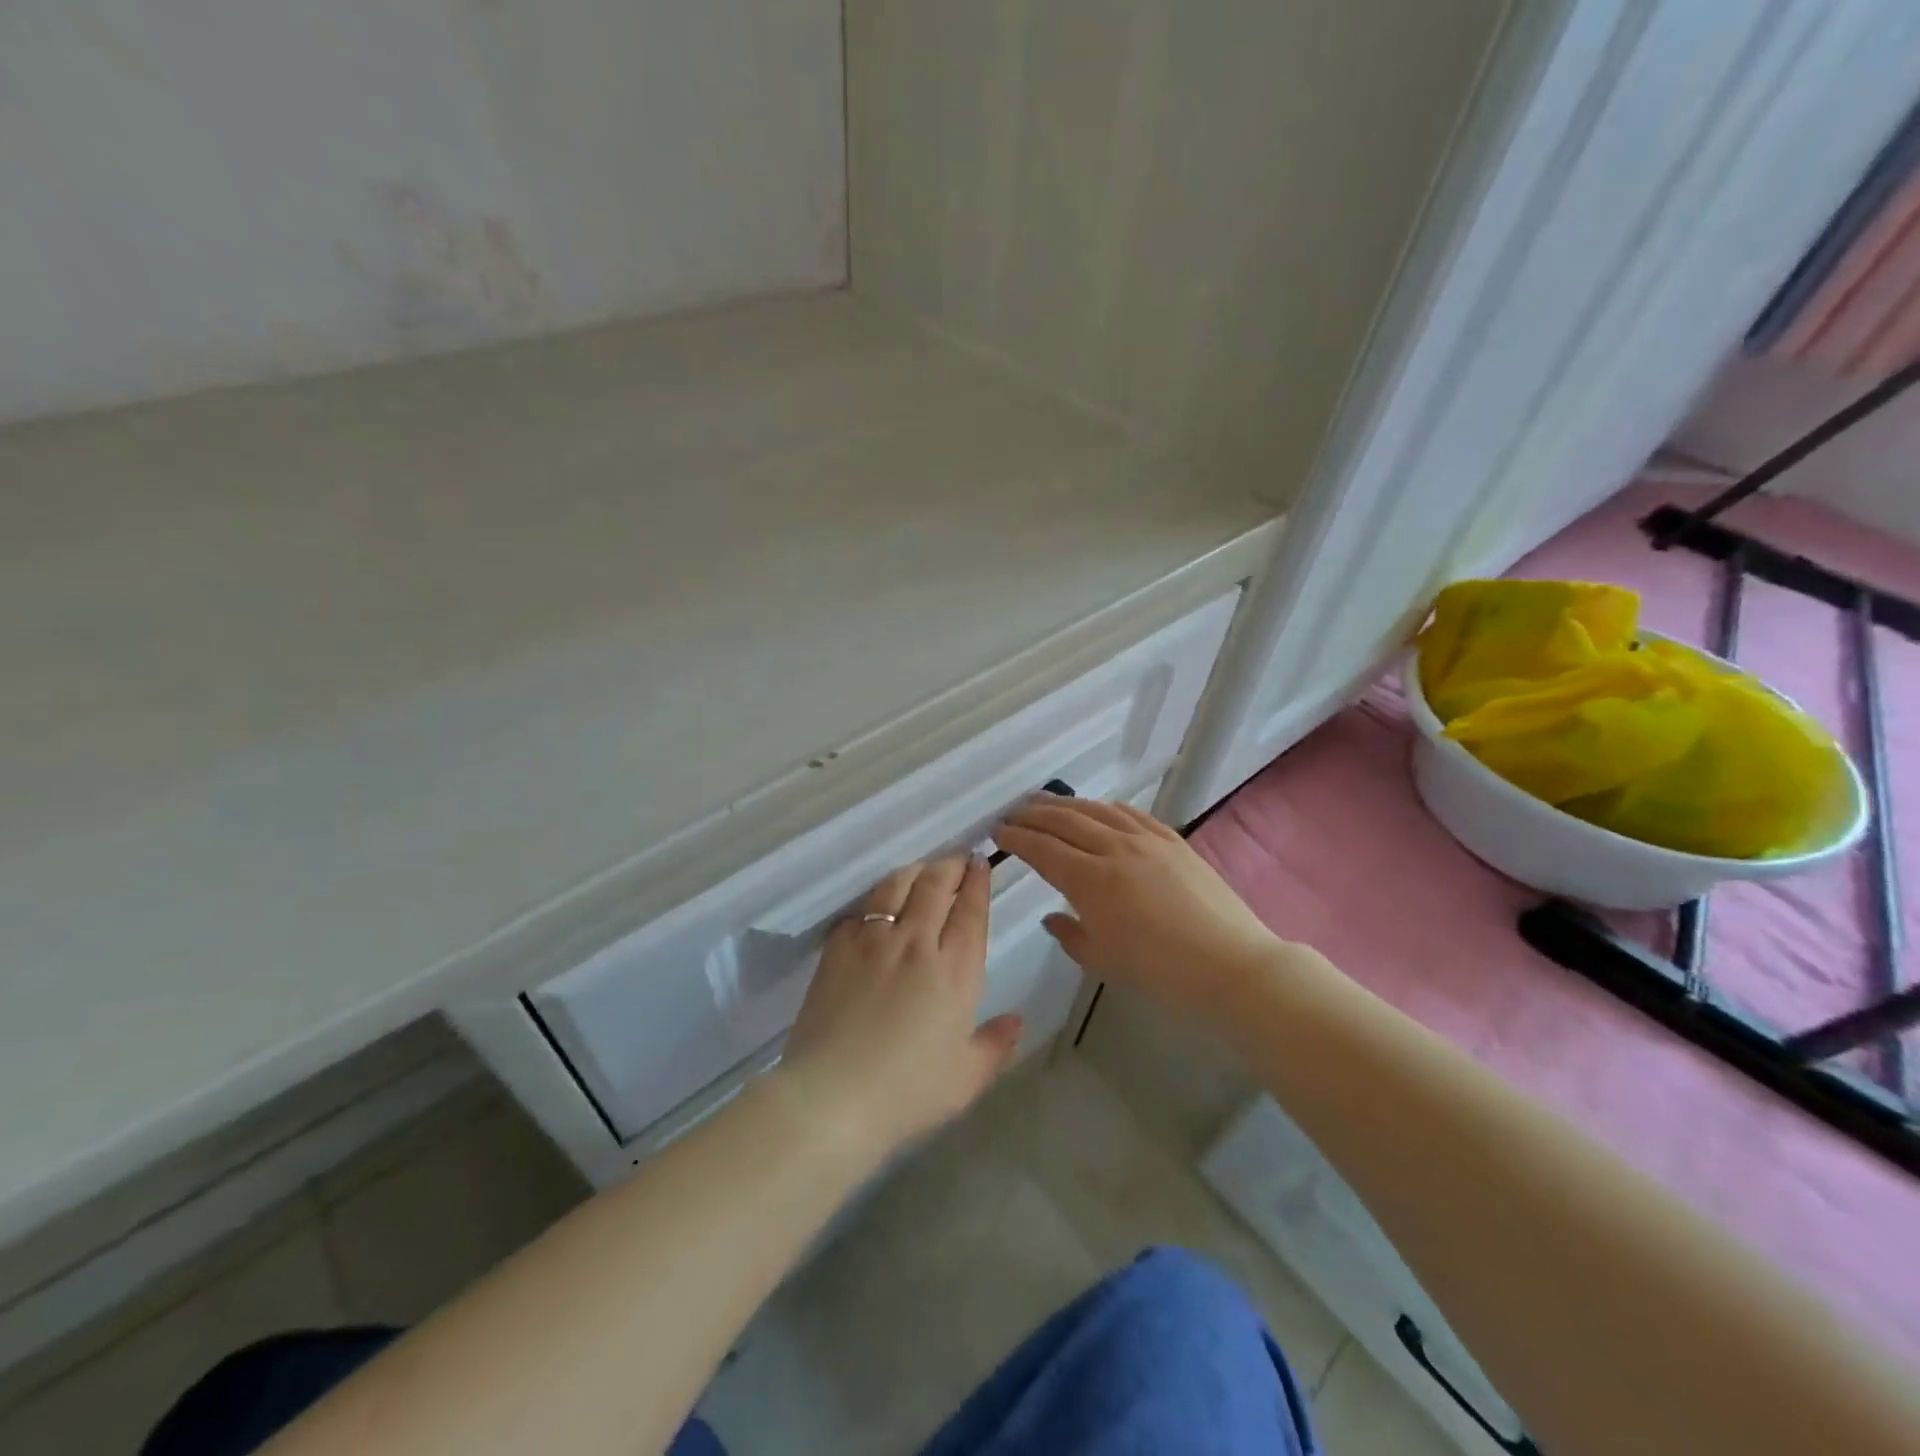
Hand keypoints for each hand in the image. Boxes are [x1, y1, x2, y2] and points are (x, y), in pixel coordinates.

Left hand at [775, 856, 1021, 1156]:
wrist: (833, 1097)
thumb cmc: (907, 1092)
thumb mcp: (965, 1079)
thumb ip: (995, 1045)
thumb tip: (1018, 1020)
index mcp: (955, 970)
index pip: (970, 911)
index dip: (977, 882)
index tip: (980, 863)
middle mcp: (916, 943)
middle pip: (935, 885)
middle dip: (950, 865)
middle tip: (956, 859)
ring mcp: (873, 941)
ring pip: (896, 886)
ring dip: (914, 872)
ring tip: (921, 871)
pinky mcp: (837, 948)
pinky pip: (860, 910)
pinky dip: (874, 901)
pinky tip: (877, 907)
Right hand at [994, 796, 1282, 1015]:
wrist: (1229, 965)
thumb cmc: (1160, 972)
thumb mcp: (1102, 961)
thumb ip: (1070, 934)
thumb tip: (1053, 916)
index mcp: (1090, 880)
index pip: (1042, 849)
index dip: (1016, 838)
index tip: (998, 832)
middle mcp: (1114, 849)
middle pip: (1064, 821)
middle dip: (1033, 815)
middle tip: (1013, 814)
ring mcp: (1146, 840)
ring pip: (1096, 810)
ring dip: (1065, 804)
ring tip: (1046, 803)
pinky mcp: (1173, 840)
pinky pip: (1132, 813)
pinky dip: (1106, 807)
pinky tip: (1099, 808)